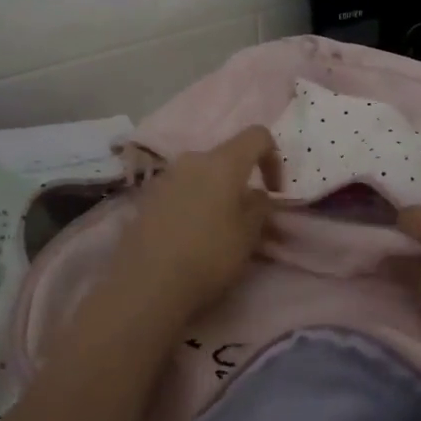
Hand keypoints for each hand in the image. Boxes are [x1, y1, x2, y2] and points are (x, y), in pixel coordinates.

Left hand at [103, 126, 280, 323]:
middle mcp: (192, 159)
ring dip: (215, 192)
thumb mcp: (249, 235)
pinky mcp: (146, 198)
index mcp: (223, 162)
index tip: (274, 191)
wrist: (147, 285)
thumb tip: (256, 193)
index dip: (273, 157)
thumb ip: (260, 206)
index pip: (257, 135)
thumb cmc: (209, 256)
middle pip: (226, 156)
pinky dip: (191, 203)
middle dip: (241, 179)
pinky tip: (189, 235)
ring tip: (217, 227)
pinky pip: (179, 191)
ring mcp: (165, 177)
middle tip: (246, 215)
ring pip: (200, 174)